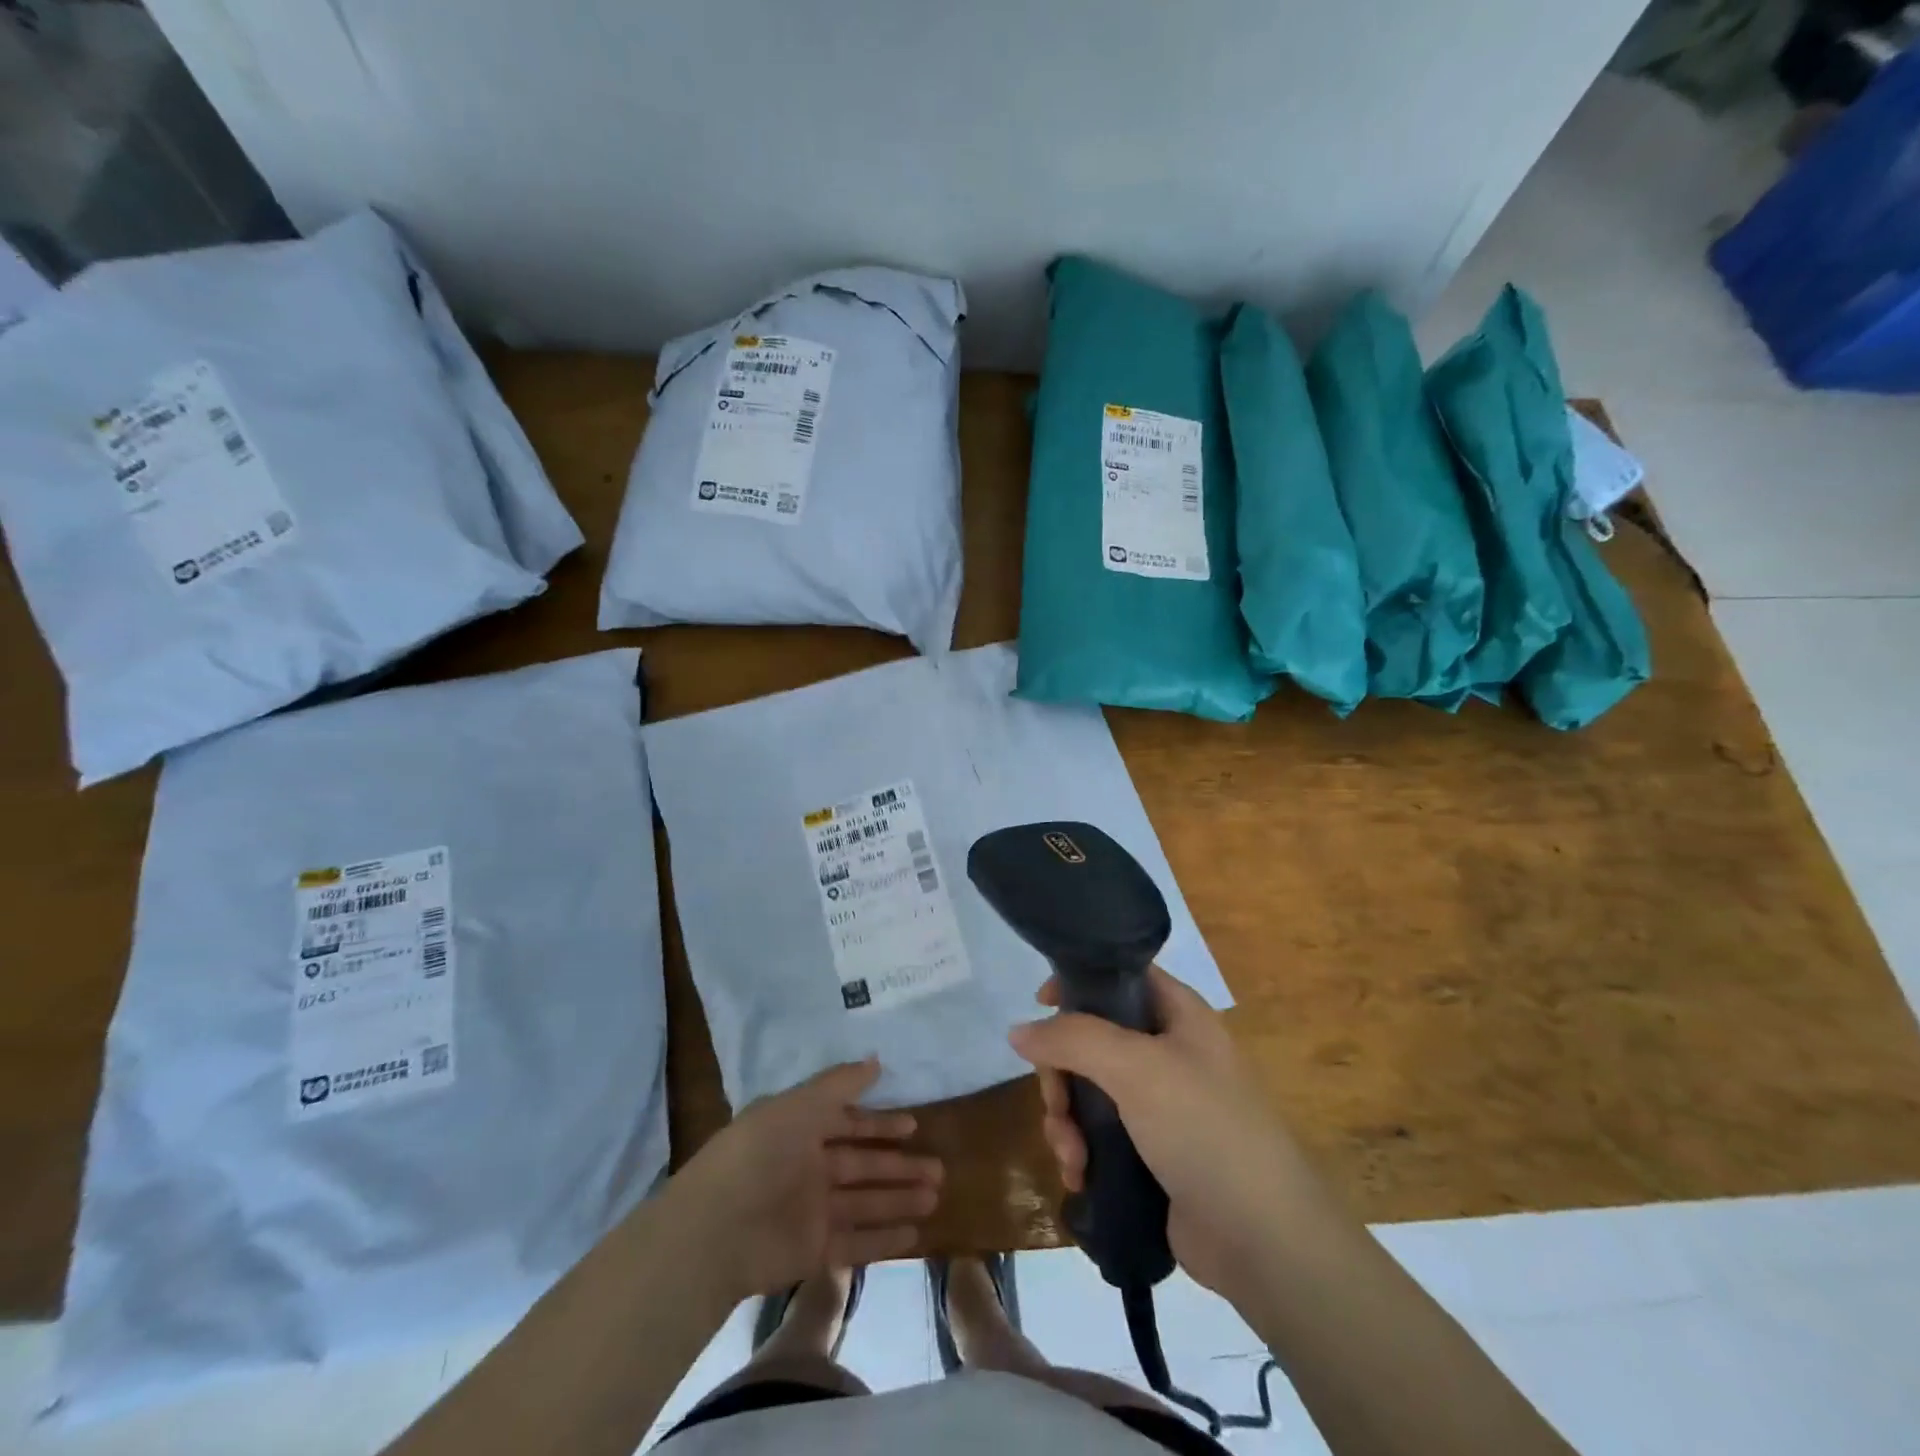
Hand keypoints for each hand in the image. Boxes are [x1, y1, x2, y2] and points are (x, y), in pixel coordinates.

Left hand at [674, 1059, 942, 1303]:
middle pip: (862, 1165)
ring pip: (865, 1202)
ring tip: (935, 1196)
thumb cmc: (760, 1152)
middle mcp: (808, 1168)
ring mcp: (811, 1212)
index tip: (914, 1126)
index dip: (879, 1124)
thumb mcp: (800, 1104)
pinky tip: (916, 1233)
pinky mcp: (812, 1251)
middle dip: (899, 1166)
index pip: (847, 1124)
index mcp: (800, 1130)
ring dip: (899, 1198)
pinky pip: (856, 1242)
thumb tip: (875, 1060)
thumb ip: (840, 1084)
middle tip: (938, 1168)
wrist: (716, 1229)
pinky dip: (884, 1238)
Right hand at [1009, 966, 1308, 1296]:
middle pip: (1092, 1038)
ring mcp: (1160, 1105)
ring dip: (1066, 1120)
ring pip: (1089, 1090)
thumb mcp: (1136, 1068)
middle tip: (1056, 1104)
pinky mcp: (1151, 1153)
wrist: (1264, 1241)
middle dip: (1063, 1074)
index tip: (1040, 1005)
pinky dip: (1081, 1150)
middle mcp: (1169, 1052)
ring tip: (1071, 1156)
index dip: (1078, 982)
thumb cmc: (1205, 1129)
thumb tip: (1019, 1031)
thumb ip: (1073, 1039)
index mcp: (1178, 1014)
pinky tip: (1079, 1176)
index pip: (1120, 976)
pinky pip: (1099, 1134)